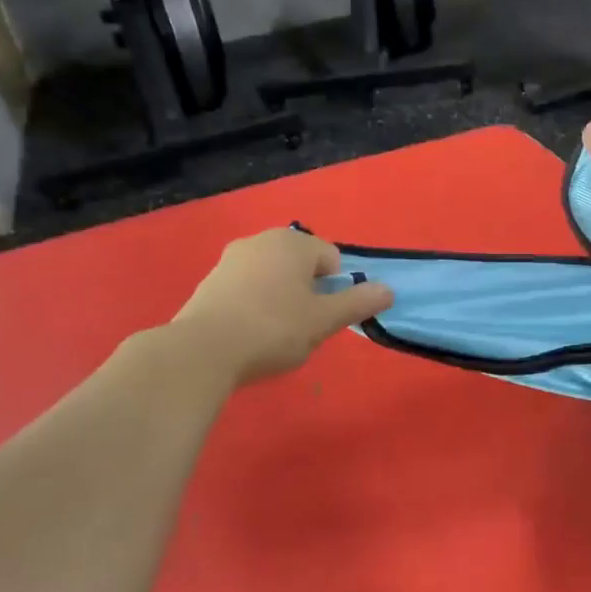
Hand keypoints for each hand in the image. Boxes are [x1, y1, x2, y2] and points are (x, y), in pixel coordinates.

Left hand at [170, 228, 392, 385]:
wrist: (201, 351)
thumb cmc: (273, 329)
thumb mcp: (324, 320)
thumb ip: (359, 303)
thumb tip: (389, 290)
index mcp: (293, 242)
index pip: (331, 259)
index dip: (335, 289)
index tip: (323, 317)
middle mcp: (261, 240)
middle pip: (301, 265)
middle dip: (307, 292)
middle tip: (302, 327)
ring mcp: (231, 259)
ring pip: (272, 276)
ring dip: (280, 298)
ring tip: (273, 334)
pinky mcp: (209, 281)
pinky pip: (246, 288)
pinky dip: (253, 305)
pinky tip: (248, 333)